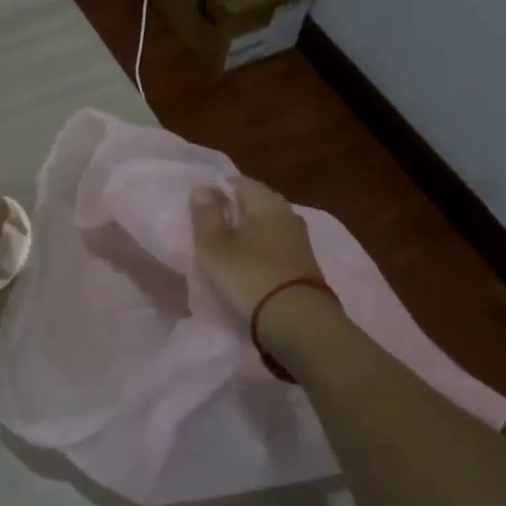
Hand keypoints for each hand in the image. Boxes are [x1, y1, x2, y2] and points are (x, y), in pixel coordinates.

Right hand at [188, 177, 327, 324]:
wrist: (298, 323)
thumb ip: (205, 214)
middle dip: (233, 213)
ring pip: (267, 227)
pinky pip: (276, 248)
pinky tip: (248, 268)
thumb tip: (203, 187)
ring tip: (226, 253)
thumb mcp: (214, 245)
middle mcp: (288, 214)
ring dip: (248, 235)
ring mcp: (301, 240)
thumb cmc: (248, 276)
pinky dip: (261, 253)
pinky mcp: (306, 265)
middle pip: (255, 204)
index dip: (217, 192)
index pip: (239, 182)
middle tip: (209, 232)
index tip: (199, 212)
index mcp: (267, 201)